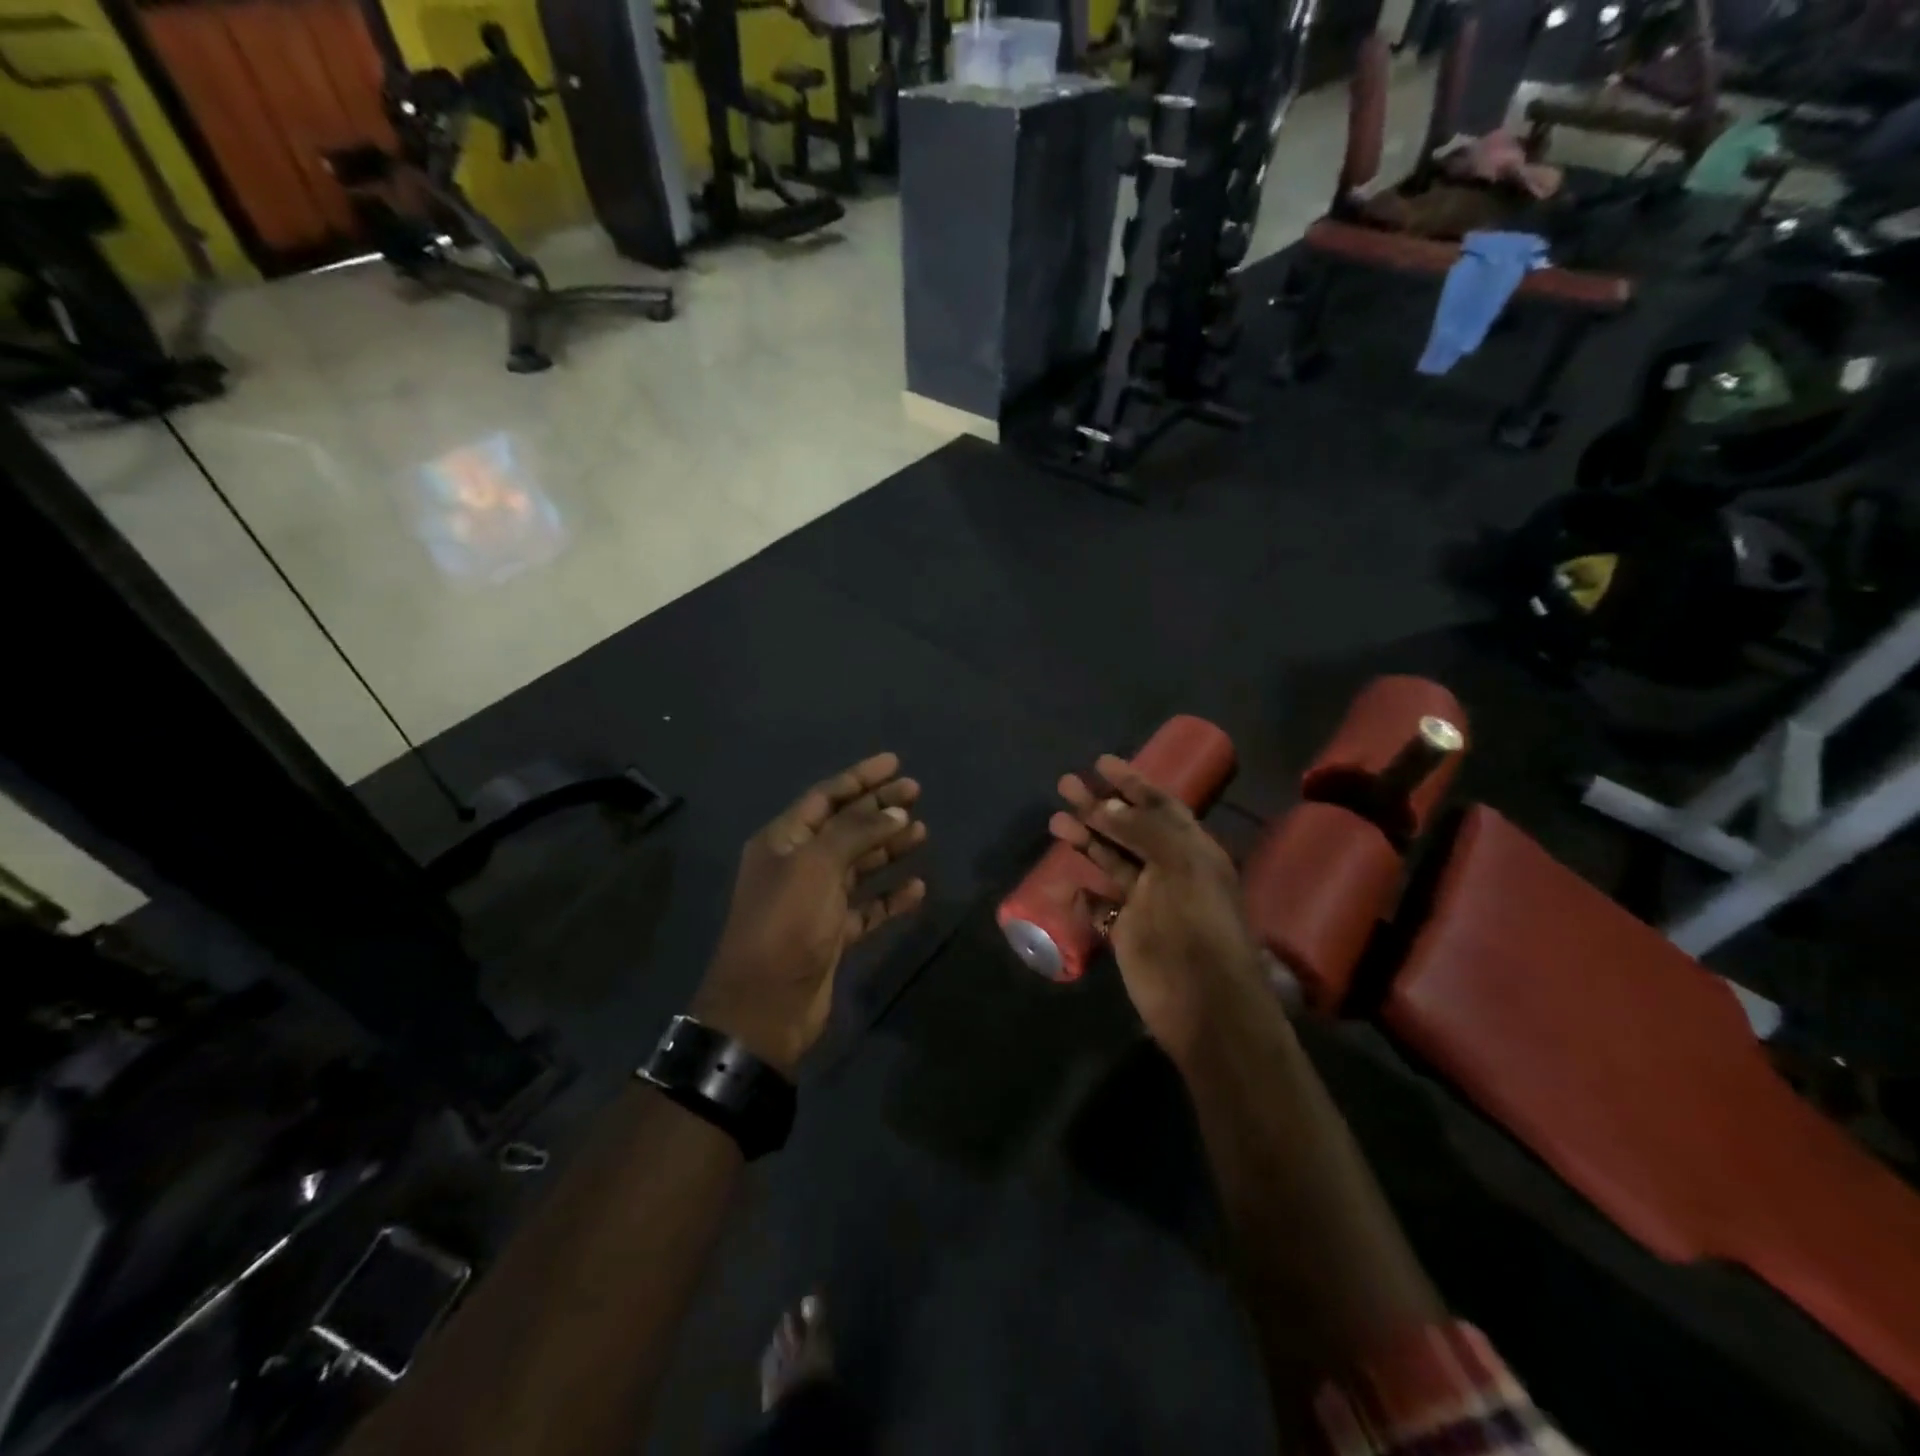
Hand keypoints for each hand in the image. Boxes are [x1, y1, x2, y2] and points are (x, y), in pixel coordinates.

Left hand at [694, 754, 927, 1073]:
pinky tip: (917, 887)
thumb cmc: (786, 924)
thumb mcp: (816, 866)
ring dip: (888, 847)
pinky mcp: (832, 934)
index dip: (860, 777)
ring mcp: (815, 901)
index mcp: (783, 841)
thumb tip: (895, 811)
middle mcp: (797, 865)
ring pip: (858, 864)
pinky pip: (867, 906)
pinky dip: (890, 896)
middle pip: (845, 827)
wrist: (764, 1007)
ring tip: (921, 832)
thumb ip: (857, 833)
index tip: (895, 763)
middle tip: (917, 791)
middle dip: (879, 808)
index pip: (825, 797)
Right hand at [1049, 755, 1263, 1060]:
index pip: (1160, 805)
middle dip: (1099, 805)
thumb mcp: (1181, 867)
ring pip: (1111, 860)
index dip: (1132, 782)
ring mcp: (1147, 901)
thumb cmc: (1198, 928)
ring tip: (1056, 820)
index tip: (1102, 762)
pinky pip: (1101, 903)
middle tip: (1065, 784)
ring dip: (1086, 838)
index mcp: (1192, 850)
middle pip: (1128, 828)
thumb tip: (1107, 805)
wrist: (1204, 1005)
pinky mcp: (1127, 930)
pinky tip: (1068, 882)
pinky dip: (1085, 891)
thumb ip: (1144, 831)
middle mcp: (1169, 869)